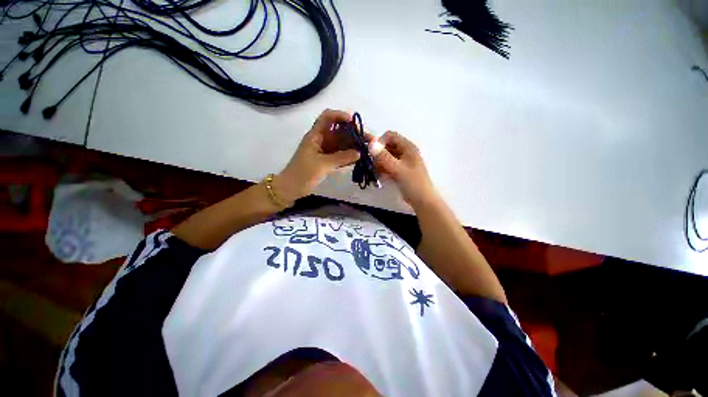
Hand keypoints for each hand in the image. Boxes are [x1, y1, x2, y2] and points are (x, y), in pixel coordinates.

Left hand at [275, 109, 360, 202]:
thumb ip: (341, 158)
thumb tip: (359, 153)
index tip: (354, 123)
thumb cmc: (303, 173)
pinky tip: (360, 158)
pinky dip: (349, 156)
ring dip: (354, 145)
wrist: (292, 188)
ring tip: (368, 150)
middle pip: (340, 131)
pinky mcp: (328, 161)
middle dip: (354, 134)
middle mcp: (322, 140)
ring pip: (342, 144)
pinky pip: (341, 155)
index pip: (328, 117)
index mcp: (316, 135)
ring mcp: (325, 151)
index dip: (341, 116)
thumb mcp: (322, 164)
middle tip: (369, 140)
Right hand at [370, 131, 437, 207]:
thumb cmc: (413, 184)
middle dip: (378, 156)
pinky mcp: (398, 170)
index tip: (373, 154)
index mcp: (408, 147)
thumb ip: (384, 157)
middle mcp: (404, 151)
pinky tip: (382, 178)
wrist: (422, 201)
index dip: (380, 142)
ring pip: (385, 157)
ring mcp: (401, 161)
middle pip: (386, 147)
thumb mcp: (398, 169)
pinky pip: (386, 165)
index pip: (390, 136)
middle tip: (375, 166)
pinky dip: (382, 170)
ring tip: (379, 174)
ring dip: (379, 164)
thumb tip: (370, 144)